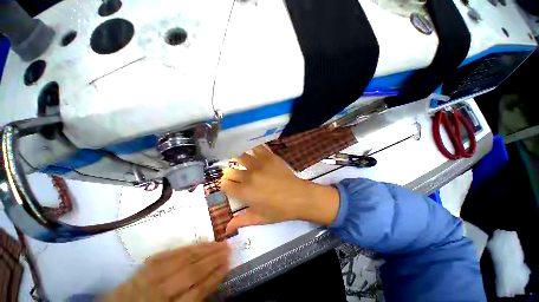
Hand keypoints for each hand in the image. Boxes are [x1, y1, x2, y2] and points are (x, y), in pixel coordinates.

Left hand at [103, 242, 229, 301]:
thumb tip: (211, 282)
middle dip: (212, 259)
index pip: (196, 292)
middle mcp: (157, 292)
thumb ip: (192, 300)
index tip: (228, 264)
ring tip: (218, 242)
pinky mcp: (143, 267)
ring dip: (202, 249)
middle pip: (190, 273)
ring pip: (180, 259)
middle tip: (228, 248)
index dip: (214, 277)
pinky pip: (167, 255)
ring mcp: (148, 277)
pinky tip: (197, 243)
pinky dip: (185, 248)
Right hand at [221, 145, 339, 233]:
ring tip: (242, 160)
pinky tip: (253, 149)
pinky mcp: (268, 157)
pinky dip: (253, 148)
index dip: (225, 185)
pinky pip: (257, 147)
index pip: (224, 184)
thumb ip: (241, 221)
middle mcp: (248, 176)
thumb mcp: (259, 218)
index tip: (229, 185)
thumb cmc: (279, 210)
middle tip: (237, 175)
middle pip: (231, 170)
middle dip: (231, 173)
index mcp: (244, 192)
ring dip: (238, 158)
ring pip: (240, 156)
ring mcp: (258, 164)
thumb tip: (226, 229)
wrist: (298, 196)